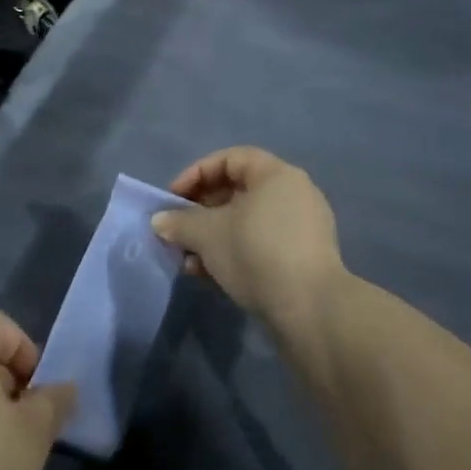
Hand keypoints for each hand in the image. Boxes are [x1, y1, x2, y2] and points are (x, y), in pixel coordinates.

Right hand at [153, 147, 345, 326]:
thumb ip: (179, 222)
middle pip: (237, 191)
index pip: (229, 159)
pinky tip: (212, 276)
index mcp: (276, 174)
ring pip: (247, 221)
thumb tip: (160, 221)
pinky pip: (262, 243)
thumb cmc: (256, 253)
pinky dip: (235, 251)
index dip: (196, 174)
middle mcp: (294, 193)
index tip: (173, 199)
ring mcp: (303, 226)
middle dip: (201, 211)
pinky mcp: (304, 257)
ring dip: (214, 237)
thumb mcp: (207, 234)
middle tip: (179, 232)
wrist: (310, 310)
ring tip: (190, 262)